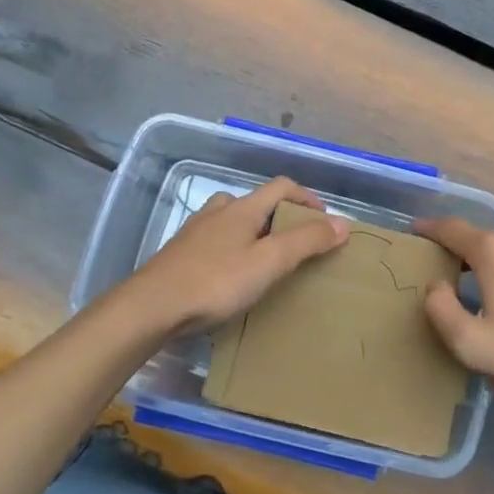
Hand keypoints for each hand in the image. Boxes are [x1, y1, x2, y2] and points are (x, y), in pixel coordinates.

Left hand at [124, 177, 348, 334]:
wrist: (151, 307)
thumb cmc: (215, 282)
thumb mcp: (268, 263)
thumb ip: (305, 242)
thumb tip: (342, 223)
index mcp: (243, 208)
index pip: (281, 186)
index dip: (306, 197)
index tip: (324, 220)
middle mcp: (218, 211)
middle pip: (256, 202)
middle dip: (280, 217)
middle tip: (295, 243)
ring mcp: (195, 231)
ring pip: (232, 221)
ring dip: (253, 232)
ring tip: (264, 259)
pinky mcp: (179, 254)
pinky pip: (215, 241)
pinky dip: (232, 249)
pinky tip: (231, 276)